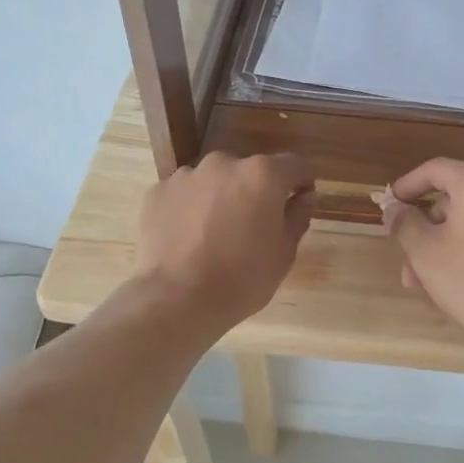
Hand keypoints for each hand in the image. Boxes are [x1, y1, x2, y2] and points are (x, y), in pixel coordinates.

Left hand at [136, 151, 315, 333]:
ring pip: (215, 181)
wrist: (177, 298)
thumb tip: (305, 197)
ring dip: (221, 199)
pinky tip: (189, 240)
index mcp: (262, 175)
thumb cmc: (242, 279)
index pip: (293, 165)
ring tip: (216, 236)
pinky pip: (185, 195)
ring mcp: (186, 175)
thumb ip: (298, 217)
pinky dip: (191, 209)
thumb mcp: (284, 254)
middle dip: (256, 192)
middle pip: (249, 171)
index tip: (299, 204)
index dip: (300, 184)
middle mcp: (224, 164)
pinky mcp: (158, 191)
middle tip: (253, 228)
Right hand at [382, 159, 463, 351]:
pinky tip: (453, 283)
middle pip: (453, 201)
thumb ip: (404, 224)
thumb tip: (395, 209)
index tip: (389, 205)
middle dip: (425, 232)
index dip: (407, 186)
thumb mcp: (425, 252)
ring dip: (443, 247)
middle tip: (405, 262)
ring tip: (423, 284)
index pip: (435, 170)